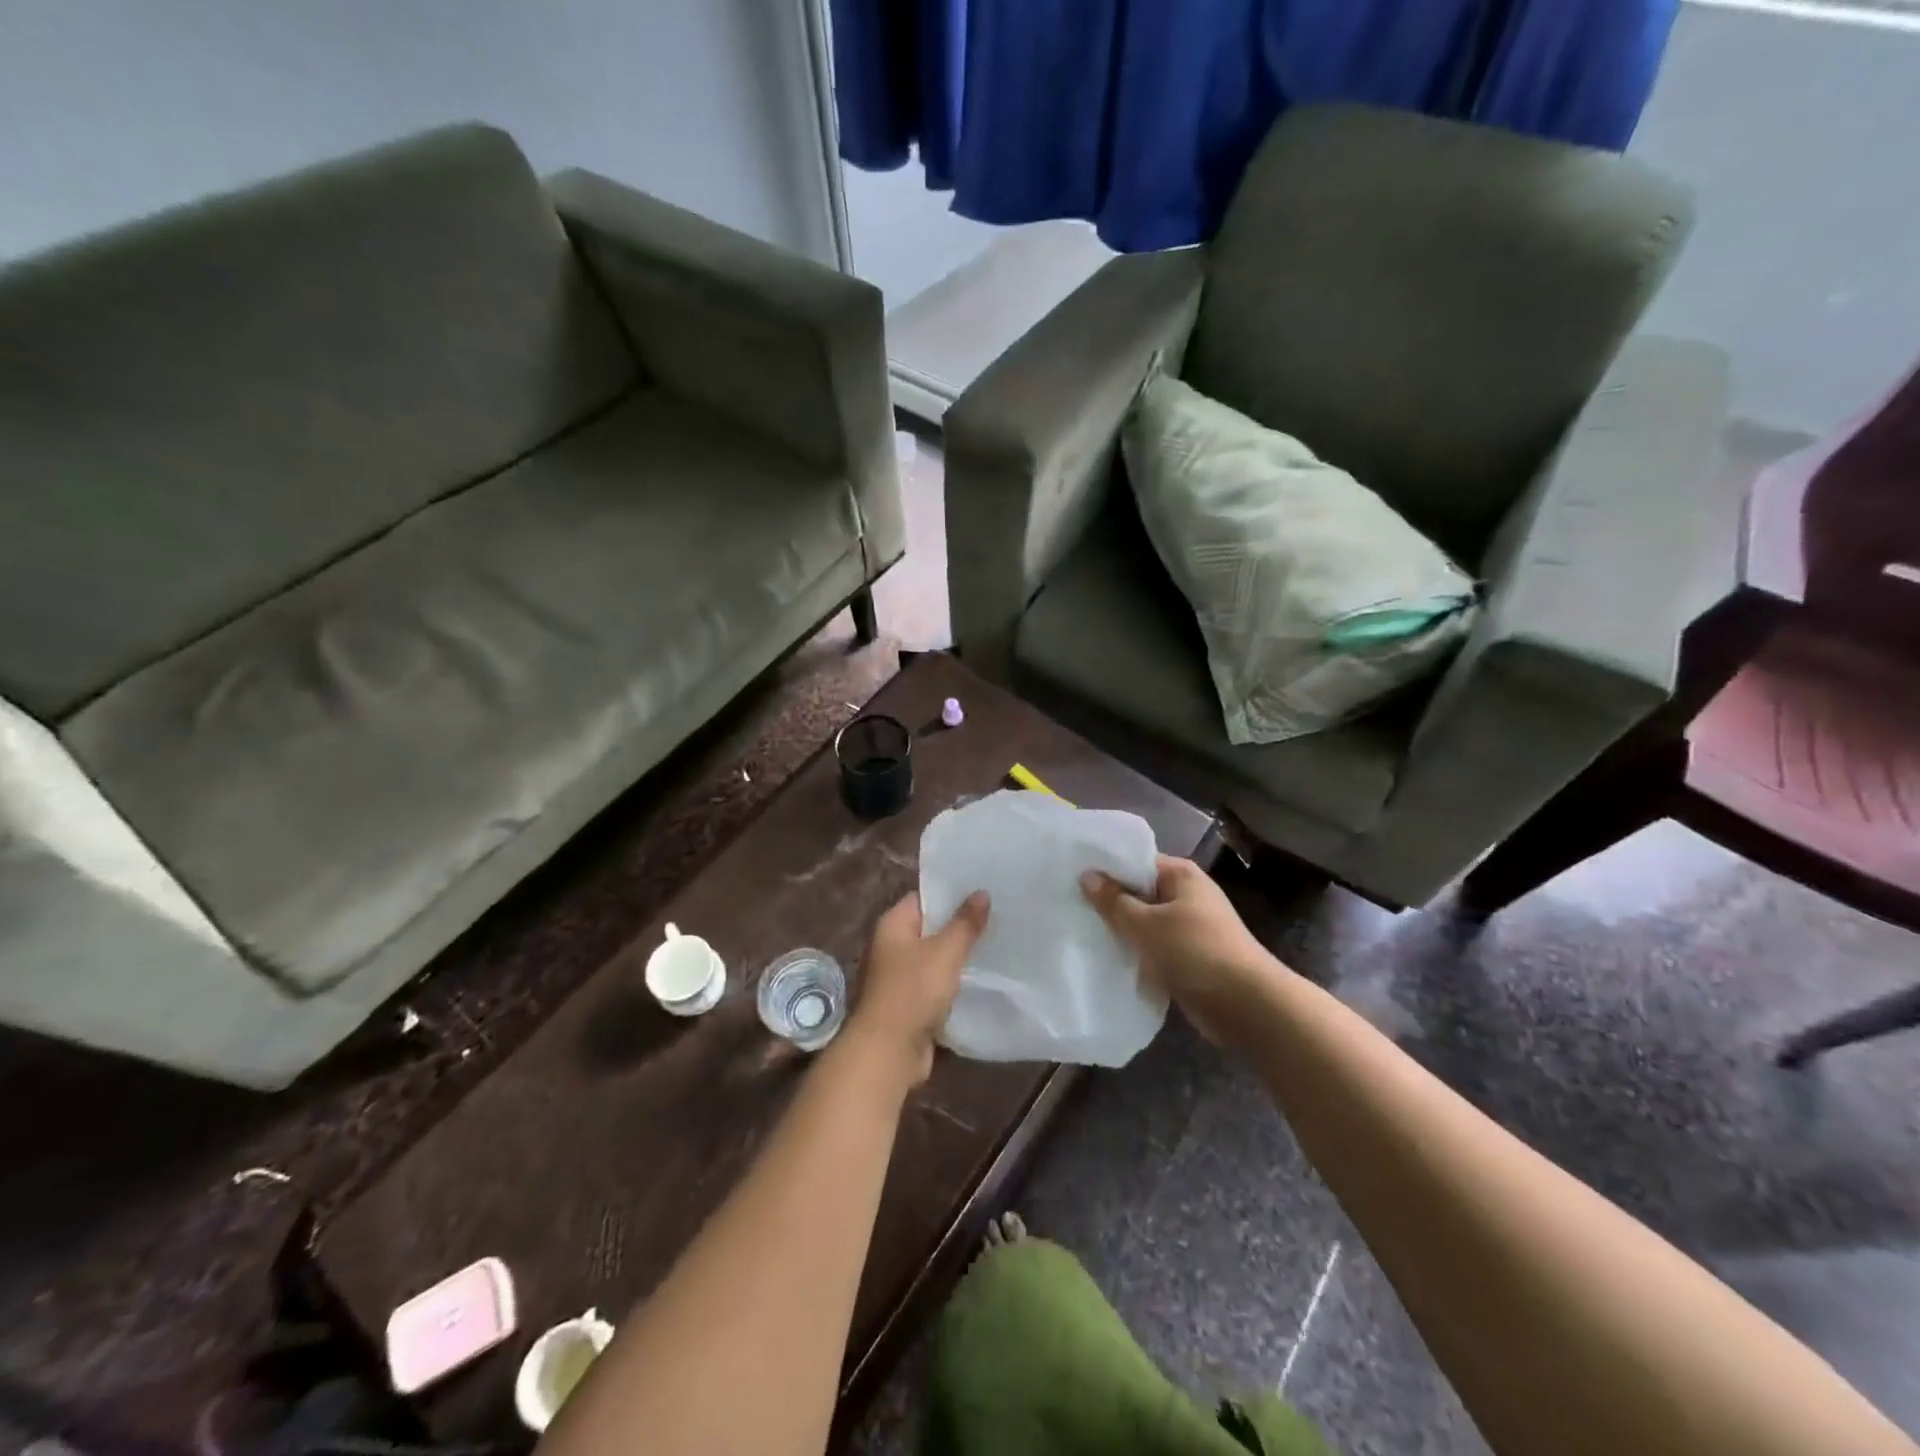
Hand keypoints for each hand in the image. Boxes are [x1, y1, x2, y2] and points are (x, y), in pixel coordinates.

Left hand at [846, 890, 989, 1084]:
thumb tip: (981, 892)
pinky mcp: (908, 1005)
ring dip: (957, 957)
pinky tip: (980, 980)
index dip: (950, 894)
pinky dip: (953, 984)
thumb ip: (965, 923)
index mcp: (892, 925)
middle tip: (996, 917)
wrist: (888, 1051)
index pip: (923, 898)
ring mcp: (897, 977)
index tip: (982, 891)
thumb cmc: (913, 991)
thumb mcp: (945, 952)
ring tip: (994, 945)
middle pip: (929, 929)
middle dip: (959, 926)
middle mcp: (891, 947)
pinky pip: (934, 985)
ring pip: (934, 959)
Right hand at [1081, 856, 1284, 1047]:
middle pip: (1140, 891)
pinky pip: (1155, 946)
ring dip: (1122, 930)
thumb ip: (1113, 901)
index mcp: (1181, 875)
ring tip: (1082, 931)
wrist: (1247, 1006)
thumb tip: (1087, 875)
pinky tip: (1109, 958)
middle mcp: (1187, 895)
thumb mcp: (1145, 924)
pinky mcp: (1191, 956)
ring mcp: (1191, 926)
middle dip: (1110, 901)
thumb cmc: (1195, 952)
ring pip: (1146, 922)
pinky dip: (1138, 952)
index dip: (1106, 868)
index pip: (1136, 860)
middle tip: (1069, 905)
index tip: (1071, 876)